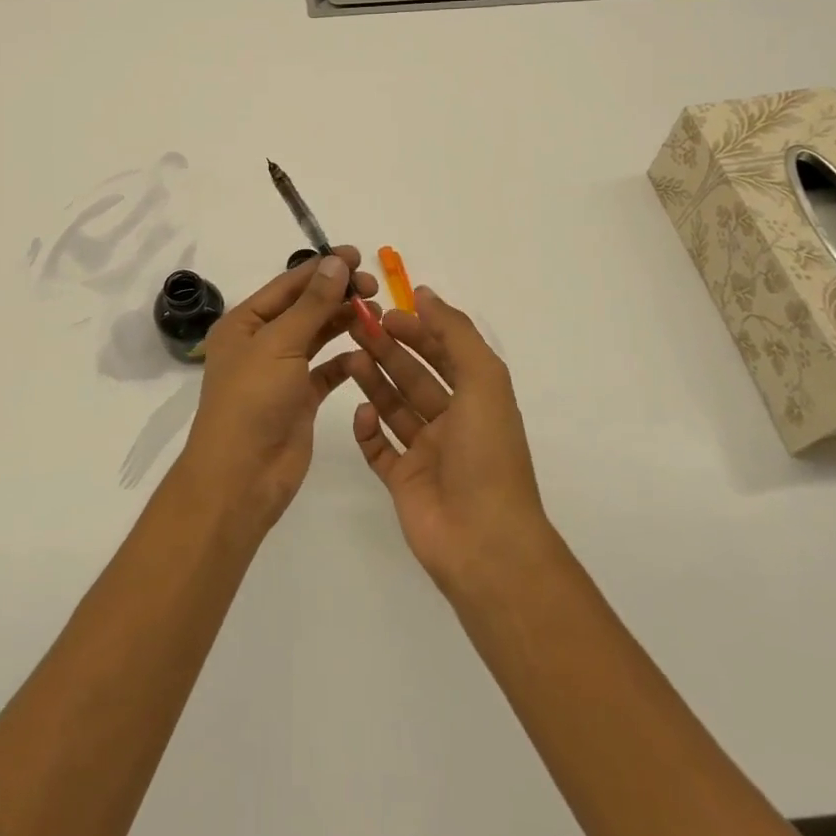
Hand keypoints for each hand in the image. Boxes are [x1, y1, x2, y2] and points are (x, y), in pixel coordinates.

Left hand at [180, 249, 379, 529]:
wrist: (241, 477)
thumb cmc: (252, 401)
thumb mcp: (279, 344)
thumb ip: (312, 304)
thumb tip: (335, 262)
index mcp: (245, 323)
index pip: (288, 284)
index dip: (322, 268)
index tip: (358, 256)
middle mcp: (261, 342)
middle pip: (305, 307)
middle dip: (337, 294)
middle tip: (373, 288)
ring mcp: (281, 372)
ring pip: (317, 336)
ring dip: (344, 322)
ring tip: (377, 314)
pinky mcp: (300, 399)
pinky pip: (326, 371)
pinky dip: (345, 360)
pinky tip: (365, 352)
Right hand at [345, 286, 550, 589]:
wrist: (483, 541)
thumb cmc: (487, 453)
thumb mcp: (483, 380)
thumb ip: (455, 332)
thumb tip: (425, 294)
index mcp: (477, 397)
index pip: (443, 352)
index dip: (417, 329)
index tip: (385, 312)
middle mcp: (452, 422)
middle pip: (414, 376)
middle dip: (388, 350)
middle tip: (356, 327)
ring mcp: (427, 453)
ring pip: (395, 407)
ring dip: (374, 381)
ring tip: (348, 358)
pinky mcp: (403, 481)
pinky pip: (379, 448)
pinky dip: (368, 429)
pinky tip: (360, 413)